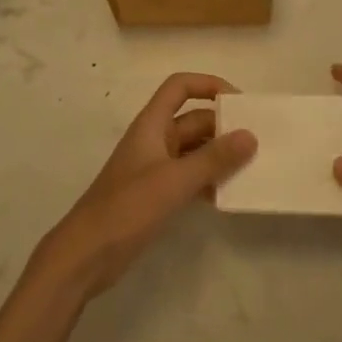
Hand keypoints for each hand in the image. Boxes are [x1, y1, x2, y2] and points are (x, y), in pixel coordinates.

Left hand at [31, 73, 255, 300]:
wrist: (85, 256)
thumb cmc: (127, 208)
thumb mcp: (174, 181)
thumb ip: (213, 159)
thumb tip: (250, 135)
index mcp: (152, 125)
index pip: (179, 87)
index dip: (208, 84)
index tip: (239, 102)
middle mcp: (154, 140)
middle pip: (192, 120)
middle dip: (222, 126)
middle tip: (257, 141)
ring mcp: (153, 169)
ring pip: (193, 150)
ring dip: (218, 156)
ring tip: (251, 168)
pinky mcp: (154, 195)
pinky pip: (188, 177)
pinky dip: (207, 181)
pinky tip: (227, 195)